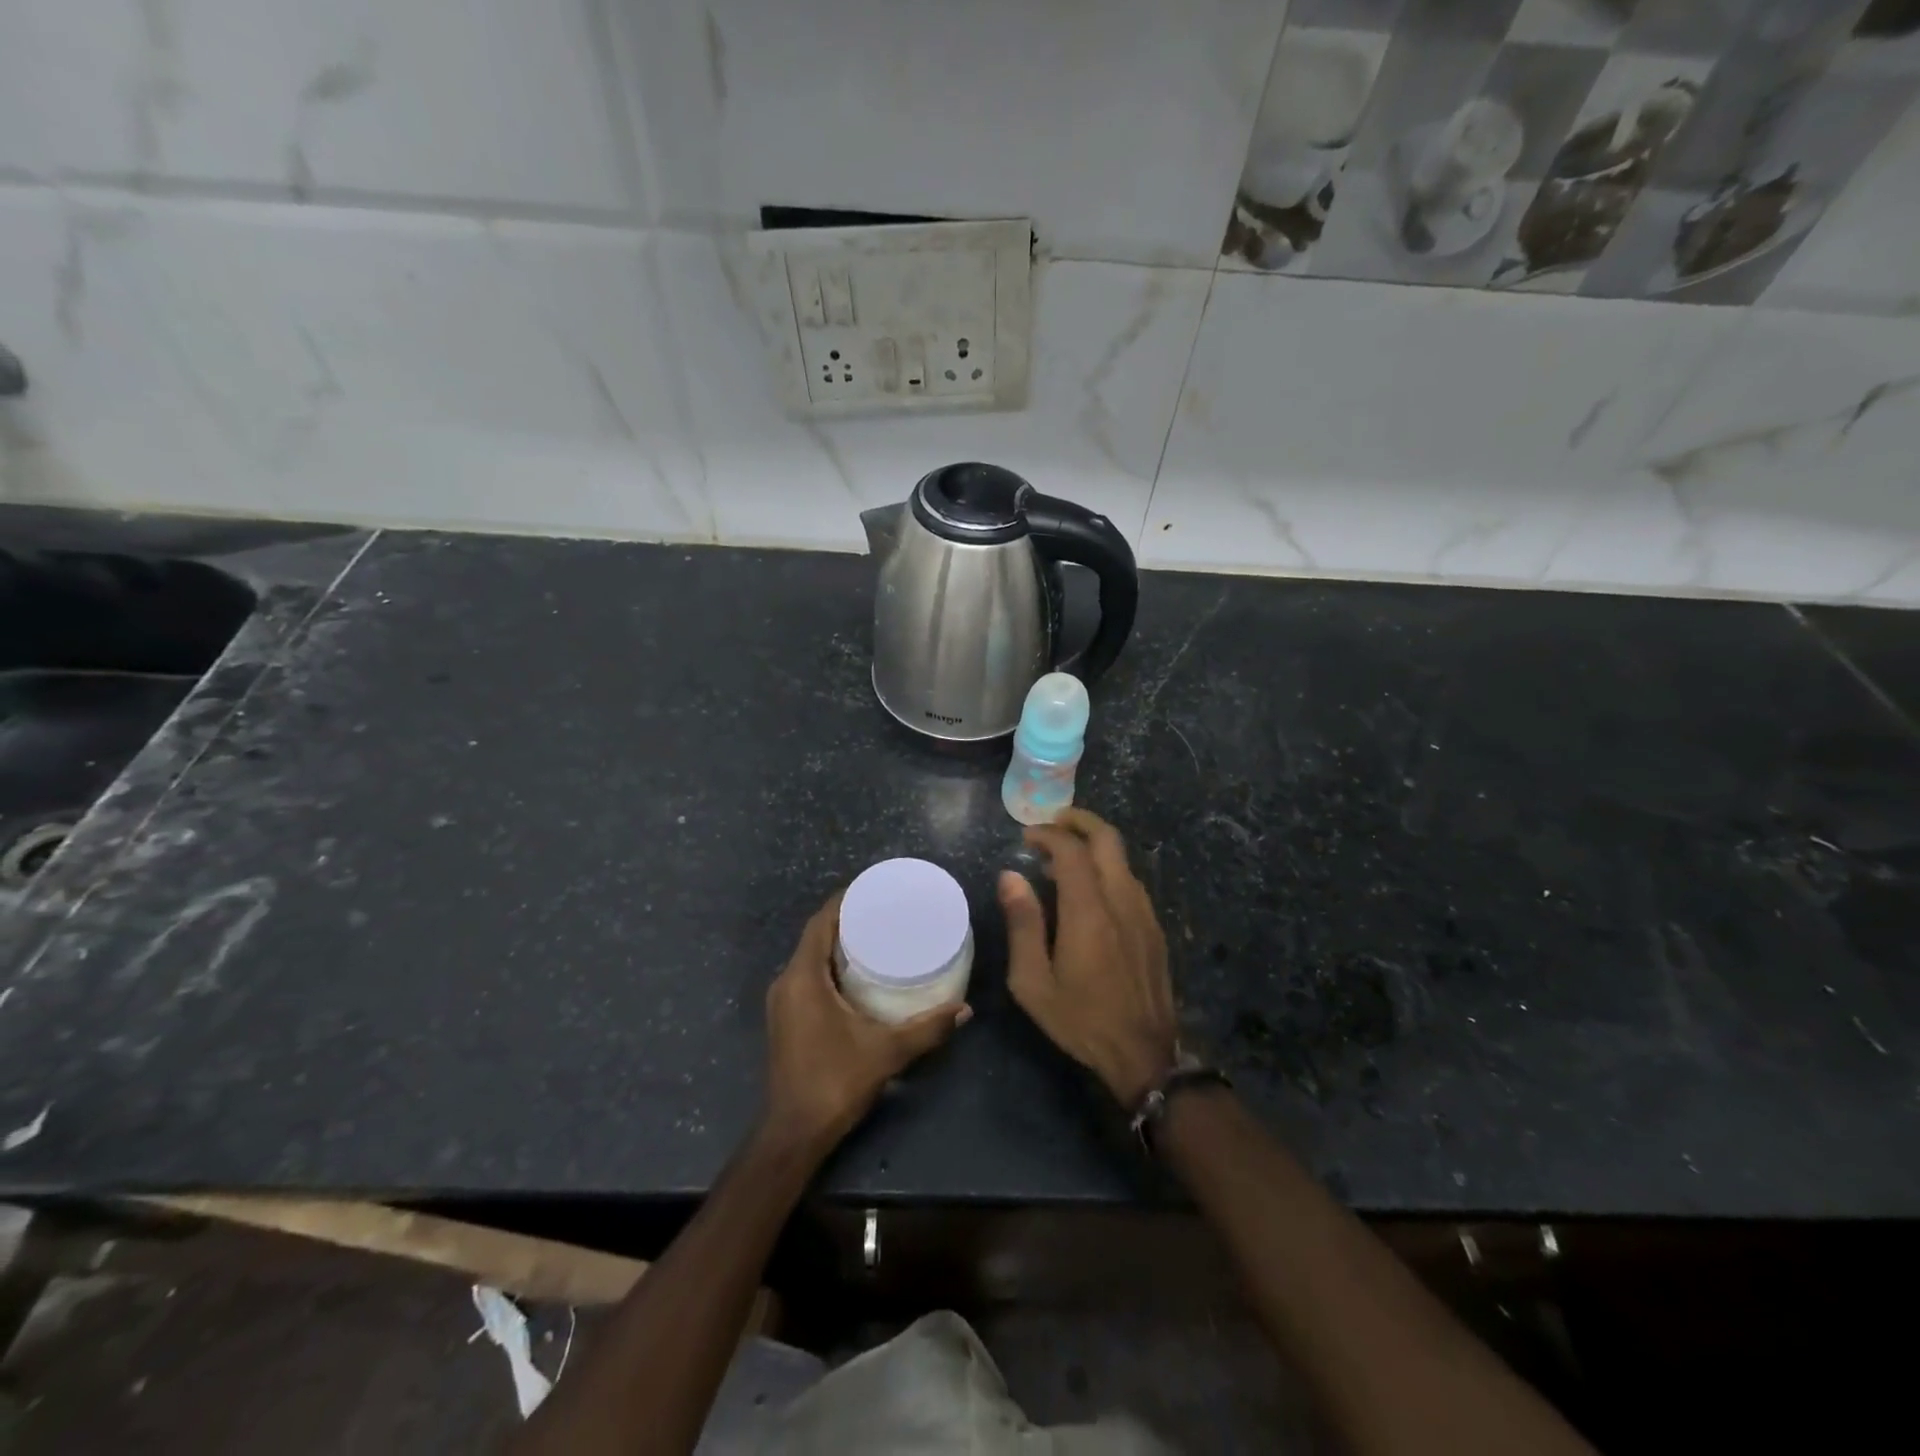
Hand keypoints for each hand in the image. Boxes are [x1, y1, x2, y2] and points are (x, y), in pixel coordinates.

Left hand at [763, 894, 969, 1153]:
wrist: (793, 1133)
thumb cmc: (835, 1082)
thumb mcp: (886, 1052)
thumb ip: (927, 1028)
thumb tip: (965, 1009)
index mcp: (803, 978)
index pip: (820, 922)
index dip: (844, 900)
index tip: (873, 888)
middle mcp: (787, 982)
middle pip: (815, 936)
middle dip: (846, 919)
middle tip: (883, 911)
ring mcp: (783, 1002)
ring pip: (810, 957)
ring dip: (837, 943)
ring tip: (876, 935)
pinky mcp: (786, 1018)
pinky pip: (808, 976)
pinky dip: (830, 966)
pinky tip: (858, 973)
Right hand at [1000, 809, 1177, 1108]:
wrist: (1144, 1054)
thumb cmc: (1080, 1019)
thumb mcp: (1034, 981)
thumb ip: (1022, 924)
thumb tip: (1010, 876)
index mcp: (1089, 911)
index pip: (1071, 850)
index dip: (1047, 834)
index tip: (1026, 836)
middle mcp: (1121, 900)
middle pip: (1106, 839)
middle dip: (1079, 821)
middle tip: (1052, 823)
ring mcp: (1144, 912)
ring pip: (1121, 859)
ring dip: (1093, 846)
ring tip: (1063, 861)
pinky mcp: (1154, 927)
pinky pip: (1130, 881)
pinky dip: (1107, 869)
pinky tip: (1090, 892)